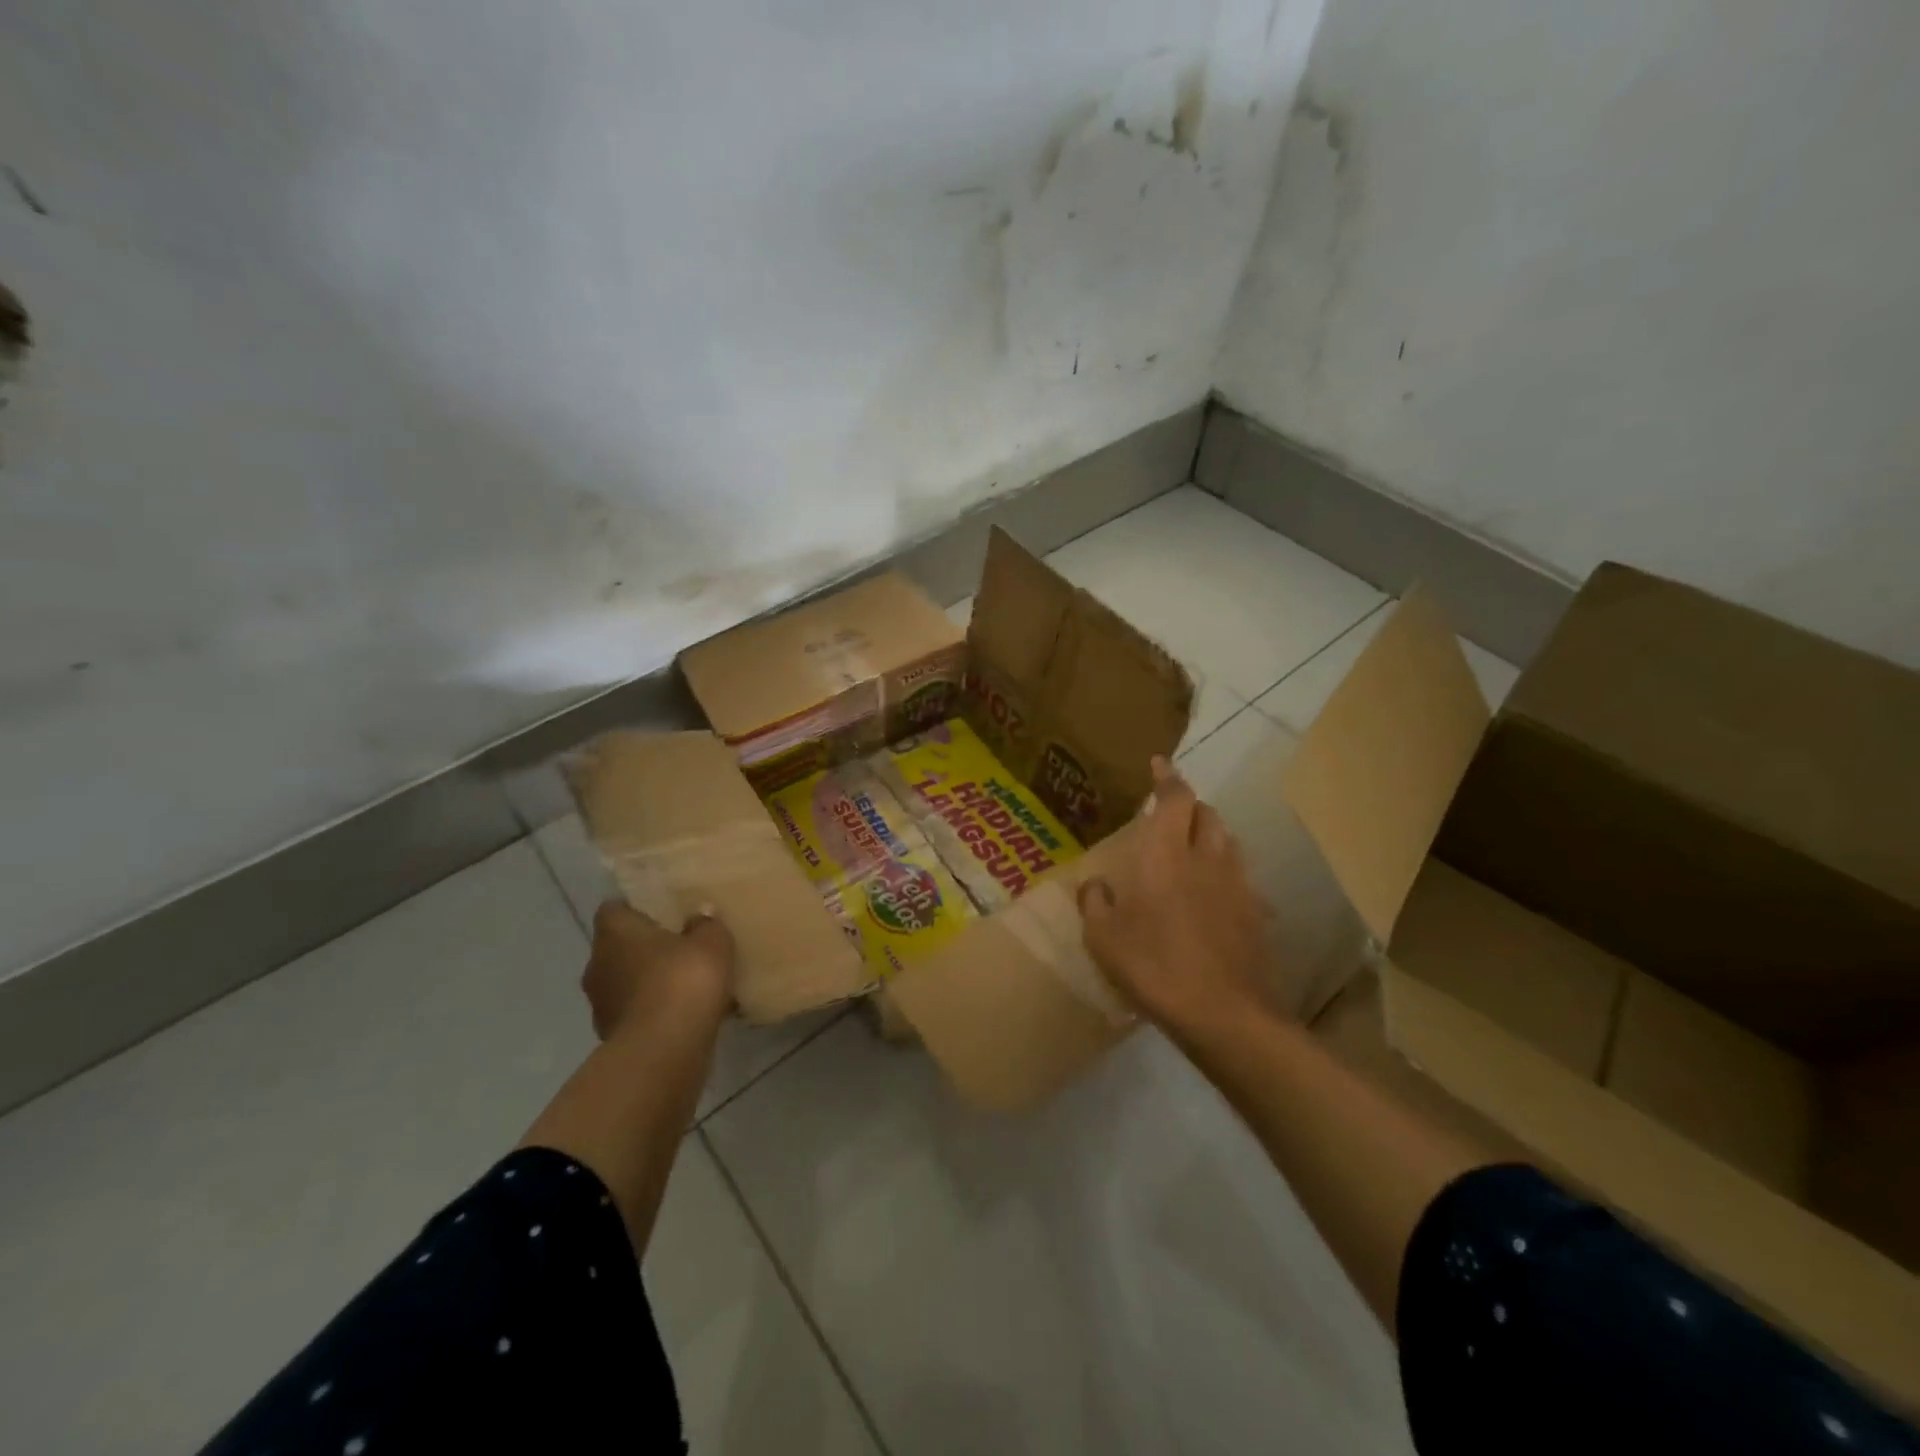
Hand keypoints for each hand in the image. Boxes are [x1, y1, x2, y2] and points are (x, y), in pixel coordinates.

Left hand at [583, 900, 734, 1040]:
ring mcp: (601, 1004)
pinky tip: (685, 1015)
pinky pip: (637, 1013)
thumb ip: (706, 925)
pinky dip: (655, 1012)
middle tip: (682, 946)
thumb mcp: (712, 941)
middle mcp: (597, 964)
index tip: (664, 912)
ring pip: (627, 982)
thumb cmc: (683, 980)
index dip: (637, 909)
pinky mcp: (612, 1037)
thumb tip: (698, 919)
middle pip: (620, 947)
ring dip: (650, 982)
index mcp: (614, 932)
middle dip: (647, 948)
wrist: (665, 1050)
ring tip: (687, 984)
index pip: (614, 909)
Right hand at [1079, 757, 1271, 1034]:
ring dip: (1210, 834)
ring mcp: (1237, 885)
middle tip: (1169, 814)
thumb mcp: (1104, 940)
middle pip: (1207, 813)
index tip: (1159, 762)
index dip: (1167, 777)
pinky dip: (1224, 871)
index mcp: (1165, 854)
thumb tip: (1095, 886)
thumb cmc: (1154, 968)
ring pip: (1228, 841)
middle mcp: (1205, 858)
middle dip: (1190, 805)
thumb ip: (1095, 904)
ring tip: (1191, 848)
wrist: (1225, 1015)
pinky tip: (1212, 896)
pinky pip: (1240, 876)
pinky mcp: (1256, 913)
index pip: (1175, 798)